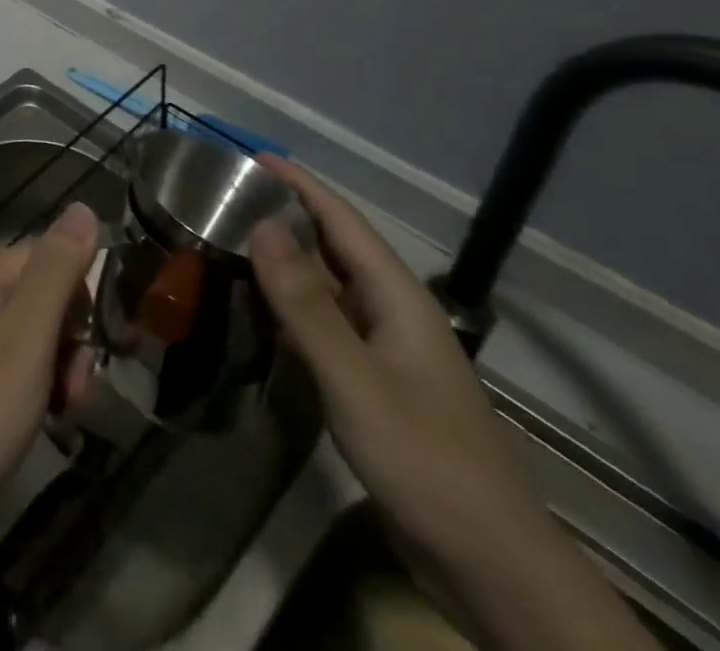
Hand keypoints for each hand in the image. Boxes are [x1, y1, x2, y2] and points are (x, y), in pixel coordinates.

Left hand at [0, 201, 100, 544]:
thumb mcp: (26, 340)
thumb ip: (57, 271)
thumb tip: (84, 205)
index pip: (54, 258)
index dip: (81, 303)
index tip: (91, 352)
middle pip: (46, 297)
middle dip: (70, 344)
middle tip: (71, 393)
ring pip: (36, 334)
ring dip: (57, 372)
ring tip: (55, 414)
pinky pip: (15, 361)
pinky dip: (34, 388)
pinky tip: (36, 420)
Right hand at [249, 156, 658, 650]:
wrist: (491, 564)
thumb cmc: (425, 459)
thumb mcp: (356, 379)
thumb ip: (306, 304)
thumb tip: (261, 226)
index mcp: (398, 298)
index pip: (343, 220)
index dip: (300, 184)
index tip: (252, 156)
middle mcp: (392, 313)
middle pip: (335, 247)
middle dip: (287, 214)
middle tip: (227, 195)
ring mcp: (385, 351)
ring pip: (327, 286)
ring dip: (284, 259)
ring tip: (230, 239)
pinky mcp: (374, 384)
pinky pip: (325, 325)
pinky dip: (289, 305)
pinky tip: (257, 308)